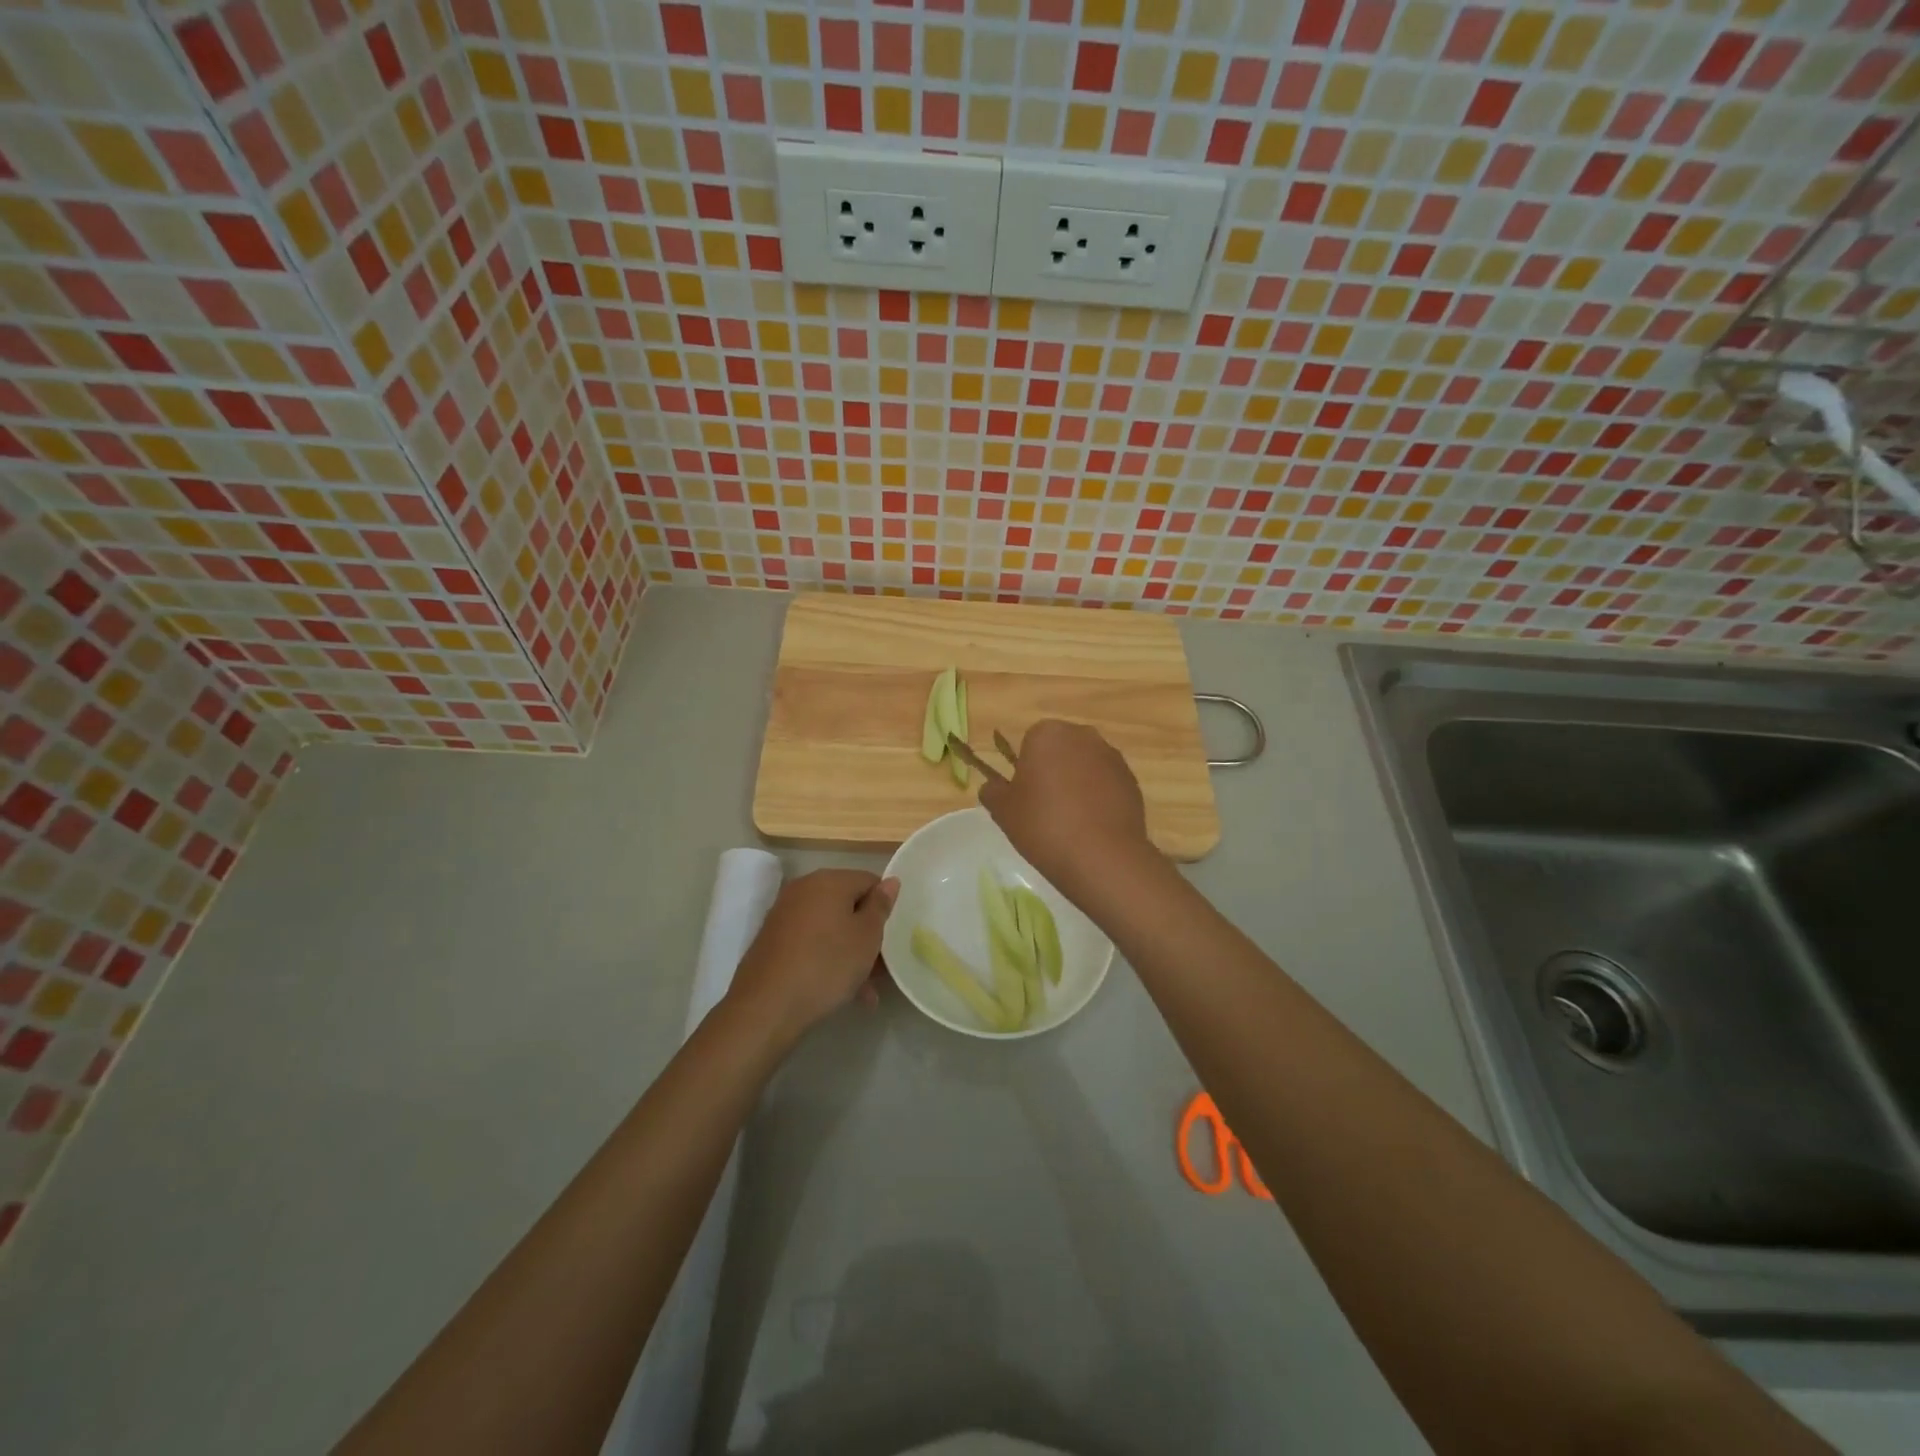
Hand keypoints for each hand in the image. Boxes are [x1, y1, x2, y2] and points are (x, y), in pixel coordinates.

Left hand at [727, 869, 896, 1046]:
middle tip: (881, 966)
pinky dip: (826, 959)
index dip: (884, 907)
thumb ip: (880, 906)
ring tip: (865, 990)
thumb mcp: (866, 936)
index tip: (892, 936)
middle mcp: (804, 889)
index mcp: (829, 880)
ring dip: (849, 953)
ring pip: (830, 928)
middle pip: (848, 905)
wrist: (766, 1006)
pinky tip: (840, 991)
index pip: (869, 881)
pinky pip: (810, 943)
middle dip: (867, 935)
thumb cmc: (827, 964)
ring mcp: (784, 914)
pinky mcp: (772, 940)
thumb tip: (890, 881)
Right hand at [977, 720, 1156, 900]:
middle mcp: (1083, 735)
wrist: (1102, 856)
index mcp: (1047, 734)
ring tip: (1071, 822)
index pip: (1030, 743)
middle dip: (1053, 771)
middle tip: (1045, 809)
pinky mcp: (1132, 780)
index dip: (1026, 770)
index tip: (1026, 797)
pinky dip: (1099, 798)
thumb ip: (992, 791)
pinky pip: (1107, 784)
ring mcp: (1112, 757)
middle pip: (1061, 750)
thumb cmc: (1044, 825)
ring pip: (1085, 766)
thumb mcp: (1003, 811)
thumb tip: (992, 786)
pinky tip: (1093, 827)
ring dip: (1078, 784)